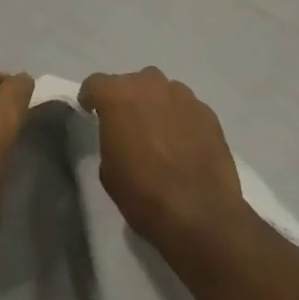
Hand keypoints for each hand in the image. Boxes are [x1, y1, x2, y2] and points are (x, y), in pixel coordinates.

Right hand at [79, 68, 250, 271]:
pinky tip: (184, 146)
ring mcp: (183, 96)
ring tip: (160, 135)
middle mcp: (150, 85)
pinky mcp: (207, 113)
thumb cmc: (144, 195)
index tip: (91, 112)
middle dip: (127, 100)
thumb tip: (120, 135)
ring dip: (156, 107)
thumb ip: (110, 138)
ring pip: (162, 92)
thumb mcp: (109, 171)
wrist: (201, 216)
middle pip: (132, 83)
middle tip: (128, 126)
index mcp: (118, 96)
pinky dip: (181, 121)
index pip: (95, 83)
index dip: (91, 97)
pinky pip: (186, 109)